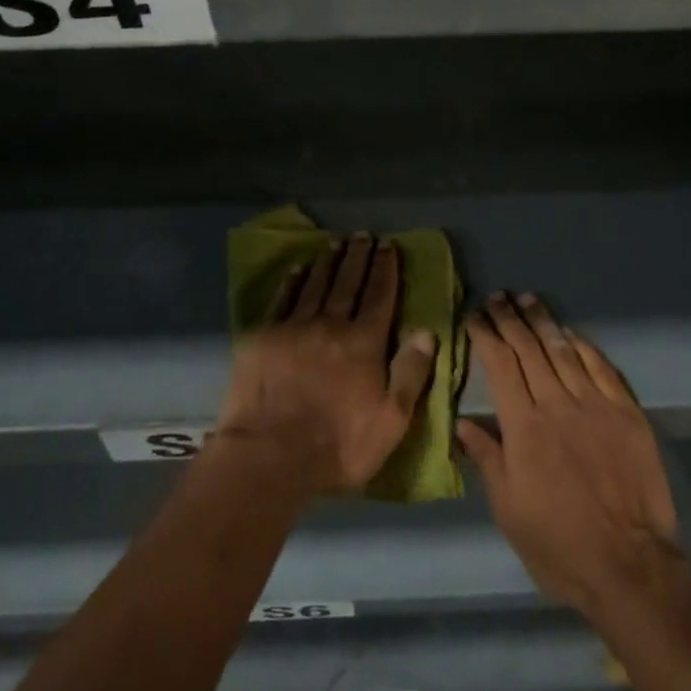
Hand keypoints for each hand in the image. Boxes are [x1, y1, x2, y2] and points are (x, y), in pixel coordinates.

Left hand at [217, 235, 436, 496]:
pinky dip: (293, 281)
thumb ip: (411, 373)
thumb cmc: (338, 445)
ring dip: (328, 262)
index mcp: (364, 343)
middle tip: (363, 235)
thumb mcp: (391, 420)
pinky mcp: (263, 336)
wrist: (268, 455)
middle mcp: (331, 324)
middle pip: (348, 283)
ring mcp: (294, 327)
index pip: (380, 296)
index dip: (385, 269)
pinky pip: (283, 299)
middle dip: (359, 257)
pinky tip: (299, 268)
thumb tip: (427, 331)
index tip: (389, 246)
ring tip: (336, 243)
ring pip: (316, 285)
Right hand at [457, 294, 682, 614]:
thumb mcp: (508, 509)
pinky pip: (602, 367)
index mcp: (523, 426)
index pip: (500, 365)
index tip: (474, 317)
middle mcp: (557, 404)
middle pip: (529, 349)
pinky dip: (583, 345)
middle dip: (510, 319)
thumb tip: (462, 422)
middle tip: (498, 297)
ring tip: (528, 299)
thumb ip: (487, 459)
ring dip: (543, 322)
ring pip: (564, 350)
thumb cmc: (558, 544)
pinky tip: (571, 333)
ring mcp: (596, 405)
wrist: (629, 566)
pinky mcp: (627, 413)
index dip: (485, 336)